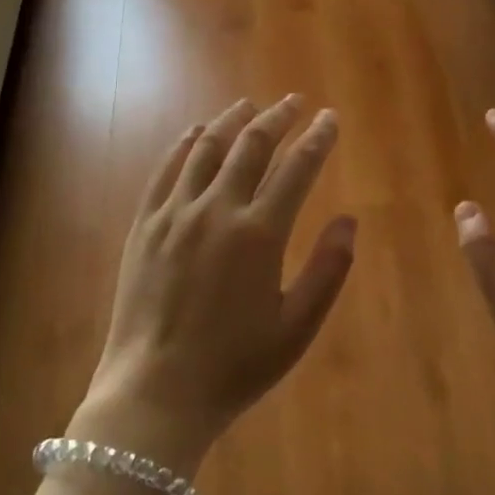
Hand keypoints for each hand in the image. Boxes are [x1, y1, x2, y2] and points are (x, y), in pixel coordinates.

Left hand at [76, 97, 355, 473]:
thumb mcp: (296, 327)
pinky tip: (196, 132)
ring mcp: (175, 213)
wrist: (156, 392)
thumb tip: (348, 219)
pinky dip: (185, 144)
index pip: (297, 168)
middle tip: (293, 102)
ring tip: (248, 105)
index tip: (329, 118)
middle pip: (251, 146)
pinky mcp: (145, 224)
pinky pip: (166, 169)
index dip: (317, 139)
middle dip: (277, 118)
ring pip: (207, 148)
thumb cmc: (235, 366)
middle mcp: (217, 210)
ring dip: (231, 120)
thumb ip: (327, 269)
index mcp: (260, 234)